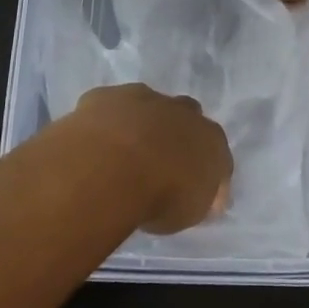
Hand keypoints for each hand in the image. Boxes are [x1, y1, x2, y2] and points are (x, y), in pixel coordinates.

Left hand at [72, 84, 232, 234]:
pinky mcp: (105, 96)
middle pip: (184, 116)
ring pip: (145, 105)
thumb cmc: (161, 197)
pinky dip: (103, 122)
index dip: (202, 168)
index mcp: (210, 137)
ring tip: (121, 155)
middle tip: (156, 164)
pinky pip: (107, 107)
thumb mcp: (191, 211)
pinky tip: (93, 144)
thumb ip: (198, 196)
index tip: (189, 188)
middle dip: (173, 134)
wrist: (112, 169)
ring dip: (138, 124)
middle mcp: (181, 110)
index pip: (215, 150)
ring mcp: (141, 98)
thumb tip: (201, 195)